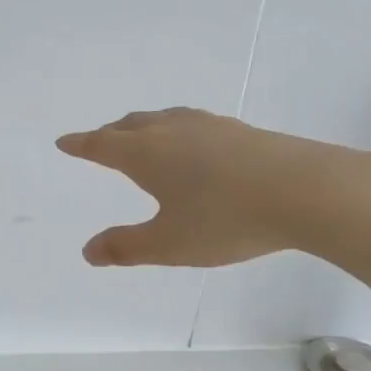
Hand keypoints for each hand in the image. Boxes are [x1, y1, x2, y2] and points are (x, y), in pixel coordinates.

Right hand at [56, 107, 370, 265]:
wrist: (305, 190)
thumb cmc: (226, 220)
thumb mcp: (170, 244)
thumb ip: (126, 247)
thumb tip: (88, 251)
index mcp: (146, 154)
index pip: (102, 145)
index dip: (81, 145)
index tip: (64, 142)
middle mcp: (171, 131)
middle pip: (130, 125)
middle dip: (109, 134)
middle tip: (98, 141)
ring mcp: (208, 126)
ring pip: (162, 119)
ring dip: (142, 126)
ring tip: (139, 134)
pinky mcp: (239, 130)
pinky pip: (190, 122)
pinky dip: (174, 128)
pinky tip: (192, 142)